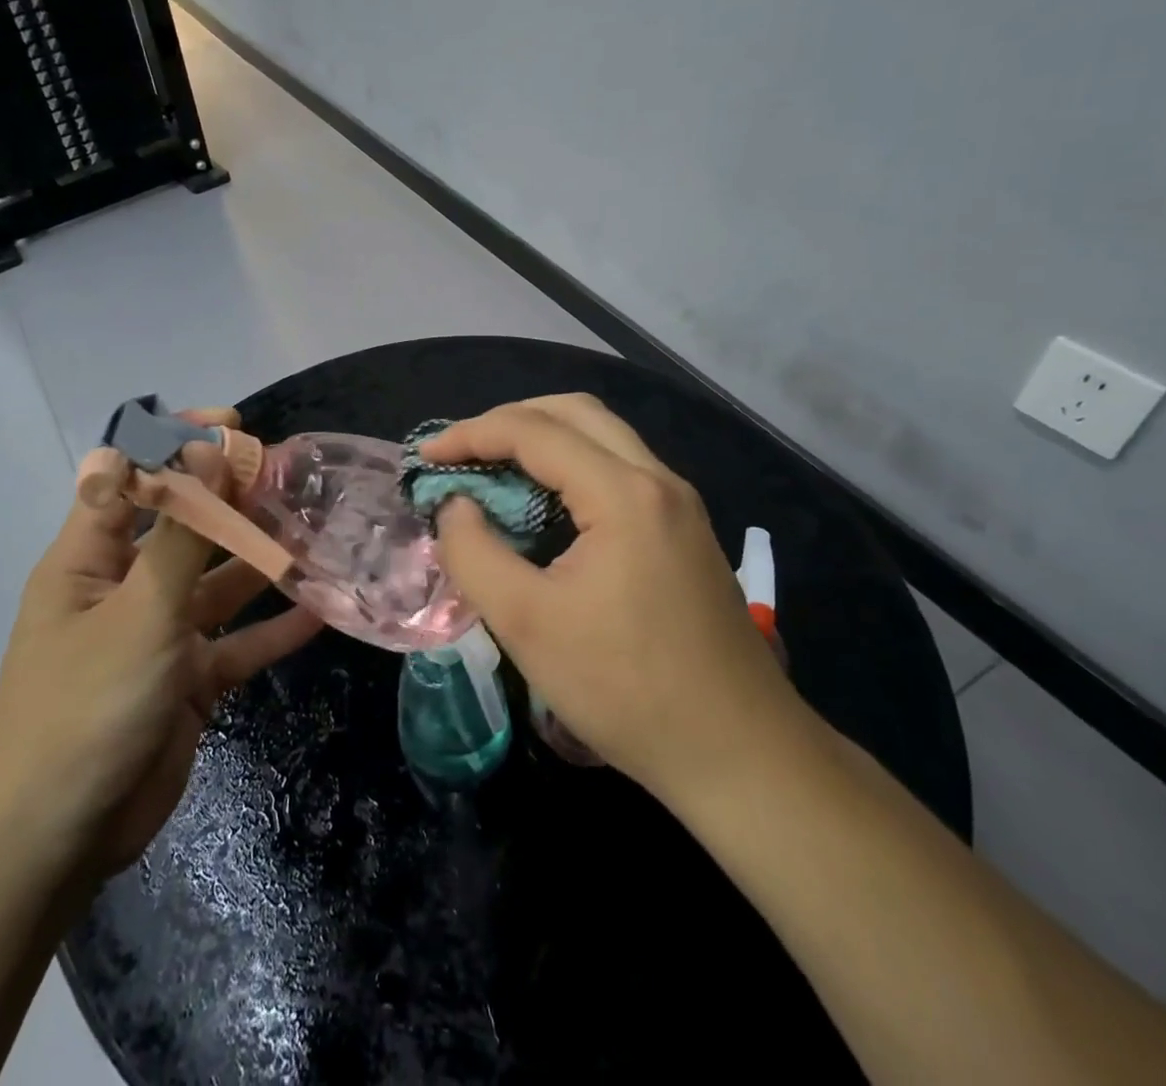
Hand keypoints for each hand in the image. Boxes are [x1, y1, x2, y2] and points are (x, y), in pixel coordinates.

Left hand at [0, 408, 324, 887]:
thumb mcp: (140, 611)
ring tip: (317, 533)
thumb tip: (207, 450)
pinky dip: (274, 630)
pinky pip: (237, 643)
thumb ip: (183, 533)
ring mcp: (158, 635)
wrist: (59, 838)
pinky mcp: (188, 680)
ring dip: (262, 562)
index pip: (129, 477)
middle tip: (292, 478)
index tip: (233, 426)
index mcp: (89, 559)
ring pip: (218, 583)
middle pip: (184, 527)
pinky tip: (320, 610)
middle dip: (234, 501)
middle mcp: (124, 587)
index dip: (175, 443)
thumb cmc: (87, 705)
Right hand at [425, 394, 805, 803]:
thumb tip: (456, 505)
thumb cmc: (626, 689)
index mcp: (624, 493)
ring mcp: (679, 504)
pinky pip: (620, 469)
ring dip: (544, 439)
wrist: (740, 753)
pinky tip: (546, 505)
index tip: (426, 457)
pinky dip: (572, 466)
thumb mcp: (526, 624)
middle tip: (463, 453)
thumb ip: (474, 553)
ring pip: (603, 436)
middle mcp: (658, 480)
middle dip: (510, 420)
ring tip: (494, 471)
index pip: (534, 431)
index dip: (471, 434)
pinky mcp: (685, 530)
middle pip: (575, 412)